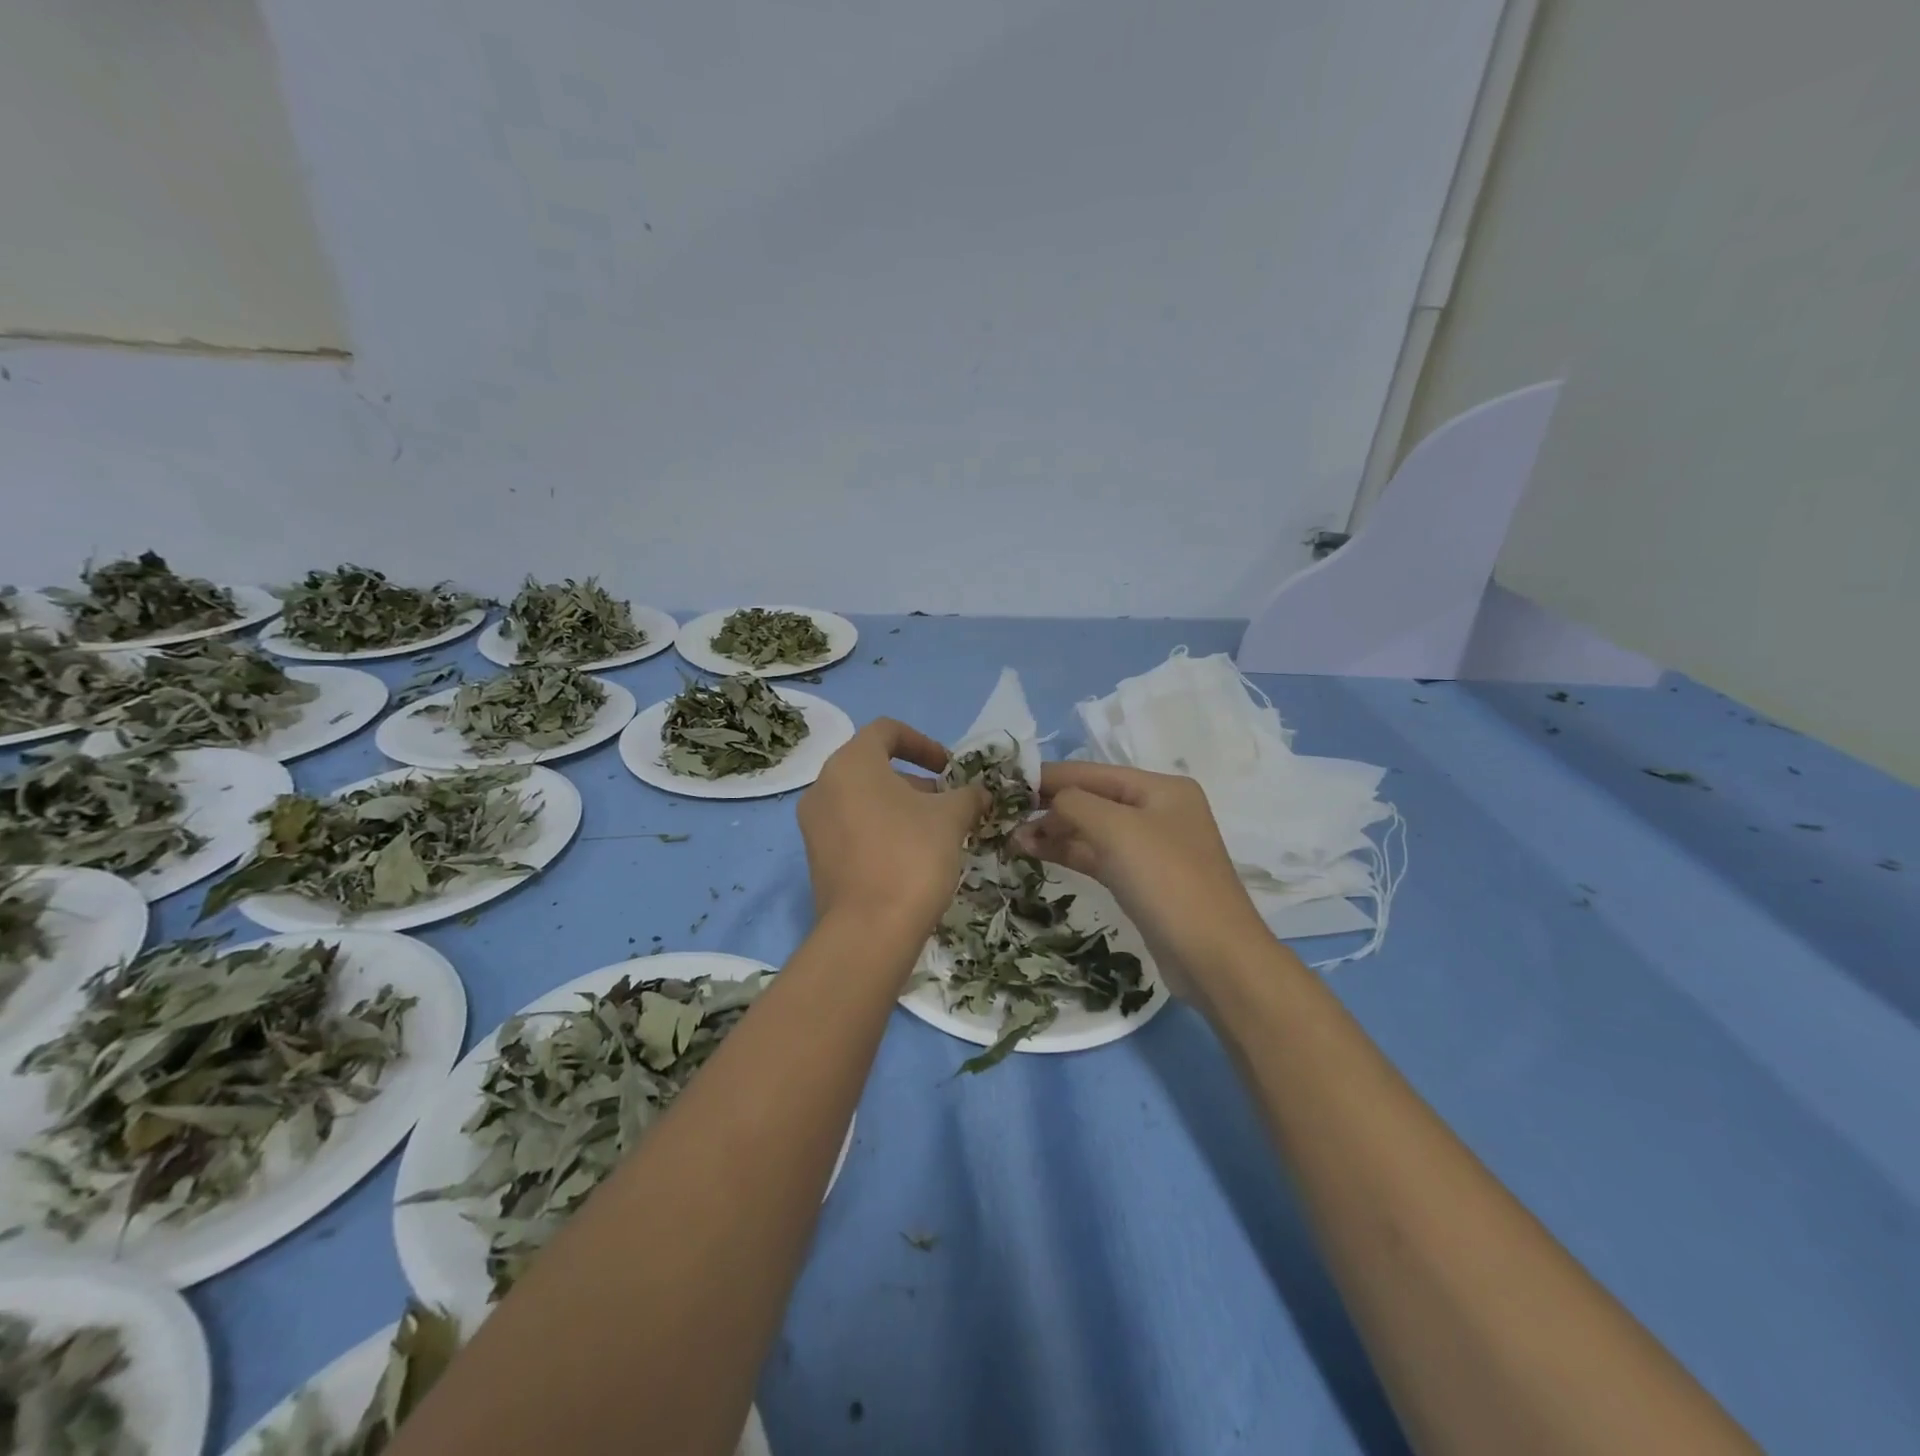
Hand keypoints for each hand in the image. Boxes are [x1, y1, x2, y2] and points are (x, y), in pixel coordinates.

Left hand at [797, 718, 986, 944]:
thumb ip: (968, 796)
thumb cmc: (911, 856)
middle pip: (874, 767)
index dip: (923, 743)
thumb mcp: (951, 818)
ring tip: (936, 833)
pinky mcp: (817, 858)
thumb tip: (979, 794)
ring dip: (901, 807)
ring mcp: (814, 825)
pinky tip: (911, 858)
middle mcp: (823, 786)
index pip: (886, 730)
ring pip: (863, 800)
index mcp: (851, 763)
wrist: (869, 931)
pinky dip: (881, 830)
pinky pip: (851, 828)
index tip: (950, 768)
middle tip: (949, 804)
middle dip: (916, 781)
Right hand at [1012, 762, 1271, 1001]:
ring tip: (1012, 840)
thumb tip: (1045, 807)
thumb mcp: (1117, 829)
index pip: (1093, 772)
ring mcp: (1151, 848)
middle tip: (1004, 816)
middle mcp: (1158, 812)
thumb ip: (1073, 804)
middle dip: (1049, 806)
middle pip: (1092, 799)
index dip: (1049, 776)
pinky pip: (1097, 856)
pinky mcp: (1141, 881)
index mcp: (1161, 788)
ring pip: (1092, 830)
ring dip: (1054, 832)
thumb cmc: (1166, 880)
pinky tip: (1036, 854)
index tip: (1005, 783)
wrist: (1213, 956)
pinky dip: (1068, 853)